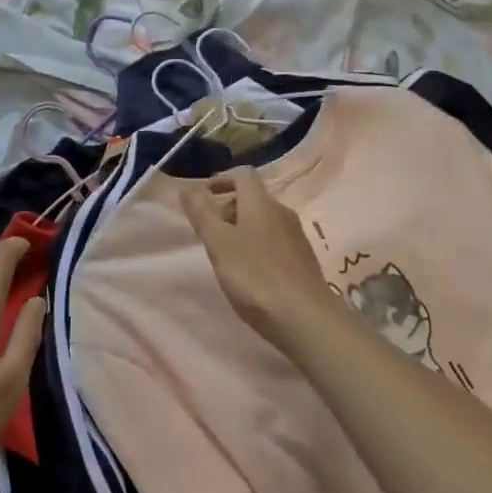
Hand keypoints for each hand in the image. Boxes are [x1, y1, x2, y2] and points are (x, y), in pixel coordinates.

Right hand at [180, 167, 336, 353]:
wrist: (305, 318)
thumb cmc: (255, 276)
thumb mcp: (219, 243)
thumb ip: (202, 213)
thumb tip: (187, 186)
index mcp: (261, 203)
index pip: (243, 174)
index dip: (221, 179)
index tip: (202, 197)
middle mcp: (282, 212)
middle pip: (253, 198)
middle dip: (228, 208)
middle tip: (208, 233)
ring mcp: (296, 236)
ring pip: (264, 221)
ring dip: (242, 229)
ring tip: (225, 256)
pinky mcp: (302, 260)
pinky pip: (274, 241)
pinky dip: (257, 247)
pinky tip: (250, 273)